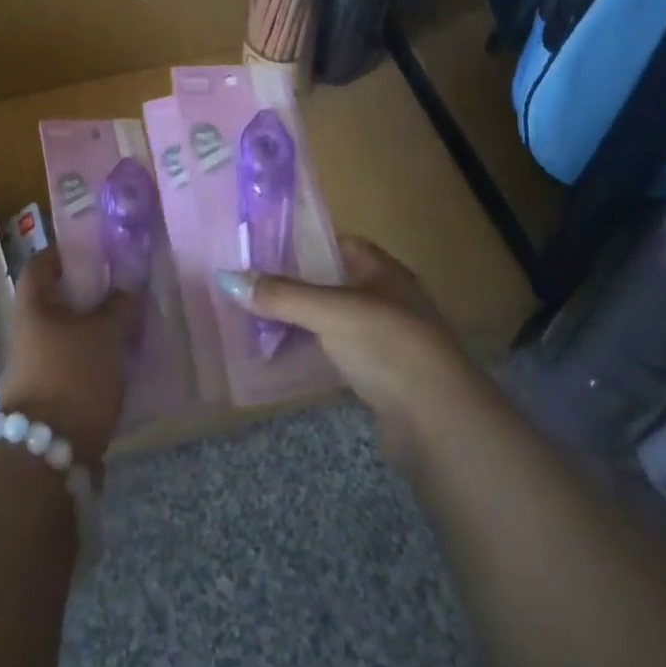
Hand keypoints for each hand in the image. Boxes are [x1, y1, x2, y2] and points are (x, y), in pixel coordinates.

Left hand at [0, 247, 137, 469]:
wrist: (47, 456)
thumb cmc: (72, 376)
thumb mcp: (105, 333)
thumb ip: (119, 304)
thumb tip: (127, 285)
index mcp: (34, 305)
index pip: (41, 263)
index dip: (65, 251)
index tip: (96, 248)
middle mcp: (29, 331)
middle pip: (57, 299)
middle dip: (89, 293)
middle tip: (124, 286)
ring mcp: (37, 366)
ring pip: (69, 333)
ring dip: (95, 327)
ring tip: (132, 323)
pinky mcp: (51, 396)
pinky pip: (75, 363)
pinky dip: (96, 357)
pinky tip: (124, 360)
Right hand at [216, 237, 473, 460]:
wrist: (439, 422)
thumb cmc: (387, 345)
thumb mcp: (329, 312)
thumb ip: (281, 296)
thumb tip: (226, 278)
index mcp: (383, 270)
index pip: (342, 244)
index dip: (306, 245)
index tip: (268, 252)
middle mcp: (389, 298)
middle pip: (335, 283)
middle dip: (298, 288)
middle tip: (256, 291)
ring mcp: (389, 340)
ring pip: (337, 322)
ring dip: (306, 324)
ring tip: (261, 325)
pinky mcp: (385, 378)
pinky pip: (342, 355)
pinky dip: (317, 355)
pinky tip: (289, 361)